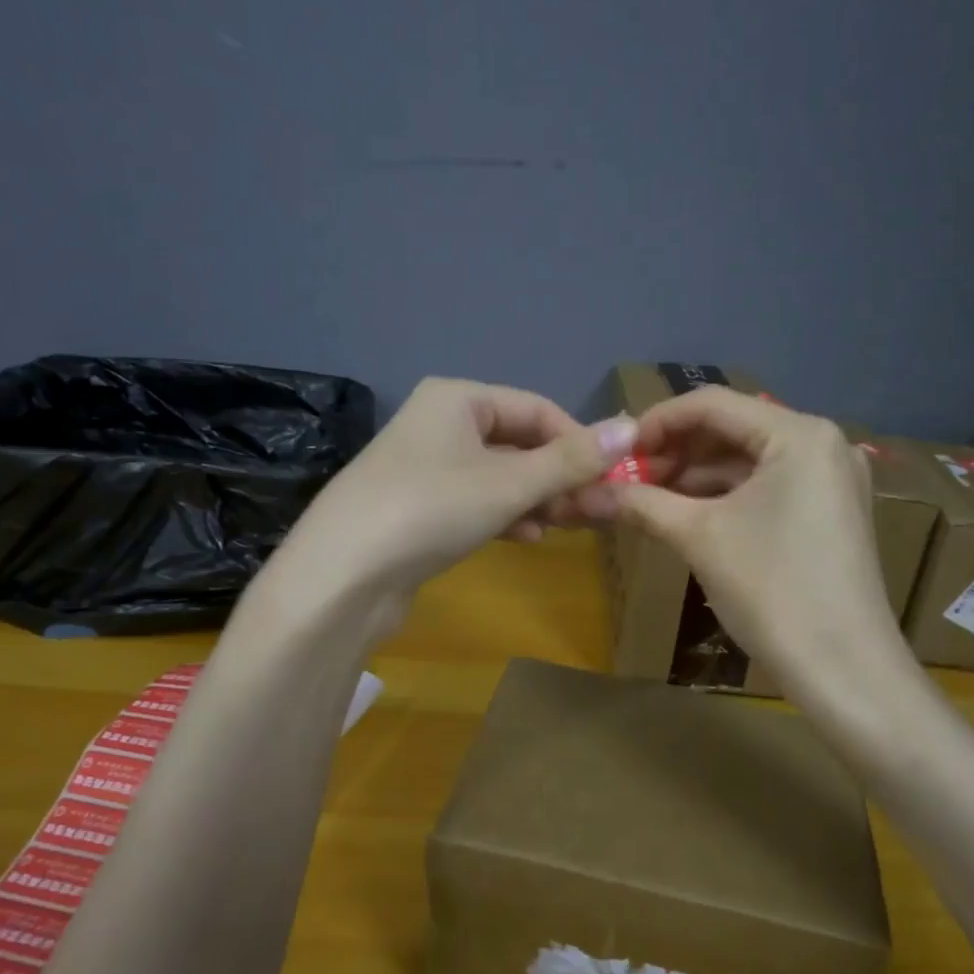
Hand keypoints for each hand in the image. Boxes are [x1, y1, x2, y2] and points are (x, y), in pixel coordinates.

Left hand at [265, 377, 636, 622]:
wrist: (342, 576)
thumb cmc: (432, 509)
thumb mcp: (510, 483)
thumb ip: (571, 459)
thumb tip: (631, 427)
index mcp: (458, 398)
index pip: (538, 409)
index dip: (580, 442)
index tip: (612, 479)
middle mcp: (440, 424)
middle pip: (519, 444)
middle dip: (560, 477)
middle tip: (597, 511)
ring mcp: (425, 468)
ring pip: (500, 476)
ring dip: (537, 499)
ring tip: (567, 526)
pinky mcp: (418, 507)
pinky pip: (476, 501)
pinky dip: (505, 515)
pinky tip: (526, 538)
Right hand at [608, 387, 905, 699]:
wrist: (844, 669)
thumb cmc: (772, 590)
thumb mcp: (699, 538)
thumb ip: (642, 503)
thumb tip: (584, 492)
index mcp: (798, 434)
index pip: (712, 404)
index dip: (656, 423)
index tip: (615, 452)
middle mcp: (821, 443)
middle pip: (731, 428)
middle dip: (675, 451)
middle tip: (628, 479)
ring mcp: (830, 478)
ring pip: (747, 459)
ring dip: (696, 475)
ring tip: (648, 498)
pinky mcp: (829, 510)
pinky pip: (766, 485)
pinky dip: (724, 495)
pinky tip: (686, 514)